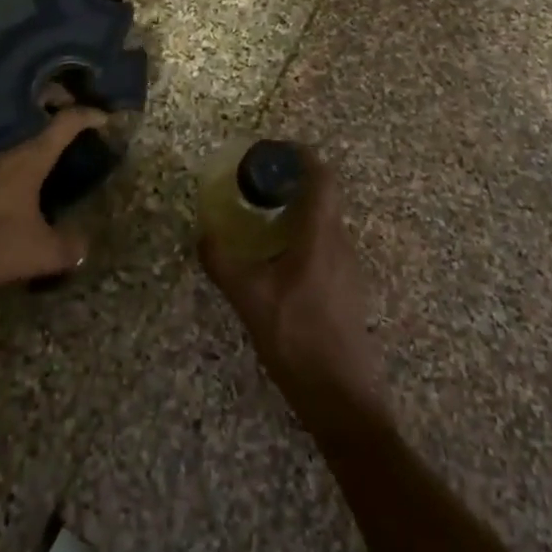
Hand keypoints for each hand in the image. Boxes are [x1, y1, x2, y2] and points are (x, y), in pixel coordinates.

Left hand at [0, 107, 106, 308]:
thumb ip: (69, 247)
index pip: (66, 123)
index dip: (88, 116)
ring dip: (8, 107)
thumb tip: (85, 244)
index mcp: (29, 157)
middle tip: (61, 105)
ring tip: (17, 114)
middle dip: (51, 98)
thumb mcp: (41, 255)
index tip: (101, 118)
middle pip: (30, 103)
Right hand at [199, 150, 385, 424]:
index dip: (302, 156)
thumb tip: (202, 235)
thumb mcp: (249, 299)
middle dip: (293, 182)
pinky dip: (304, 236)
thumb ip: (222, 262)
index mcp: (320, 235)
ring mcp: (349, 269)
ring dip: (299, 210)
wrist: (343, 401)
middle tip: (258, 184)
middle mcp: (340, 243)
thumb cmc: (297, 339)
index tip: (274, 150)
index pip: (322, 177)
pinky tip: (279, 261)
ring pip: (326, 223)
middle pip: (324, 196)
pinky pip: (326, 246)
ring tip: (264, 219)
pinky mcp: (348, 291)